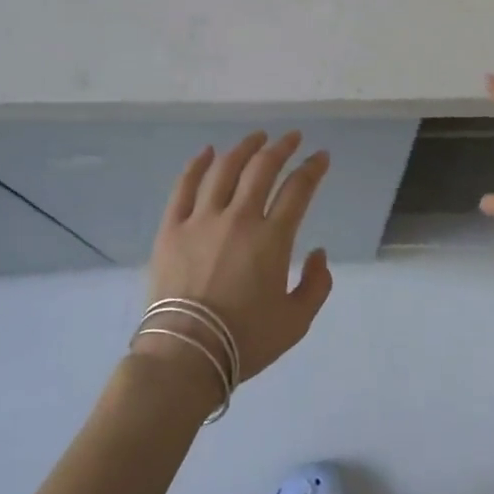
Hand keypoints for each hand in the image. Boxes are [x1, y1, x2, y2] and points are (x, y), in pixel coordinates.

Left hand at [139, 131, 334, 386]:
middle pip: (262, 168)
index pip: (298, 189)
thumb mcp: (296, 322)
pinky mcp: (172, 228)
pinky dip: (197, 164)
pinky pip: (184, 186)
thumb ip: (317, 285)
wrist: (185, 355)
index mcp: (272, 239)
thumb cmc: (245, 341)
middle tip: (291, 138)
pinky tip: (207, 152)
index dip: (313, 168)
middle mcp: (238, 218)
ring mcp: (201, 220)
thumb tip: (318, 253)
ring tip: (256, 138)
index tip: (321, 157)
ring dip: (244, 148)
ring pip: (224, 169)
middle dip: (281, 147)